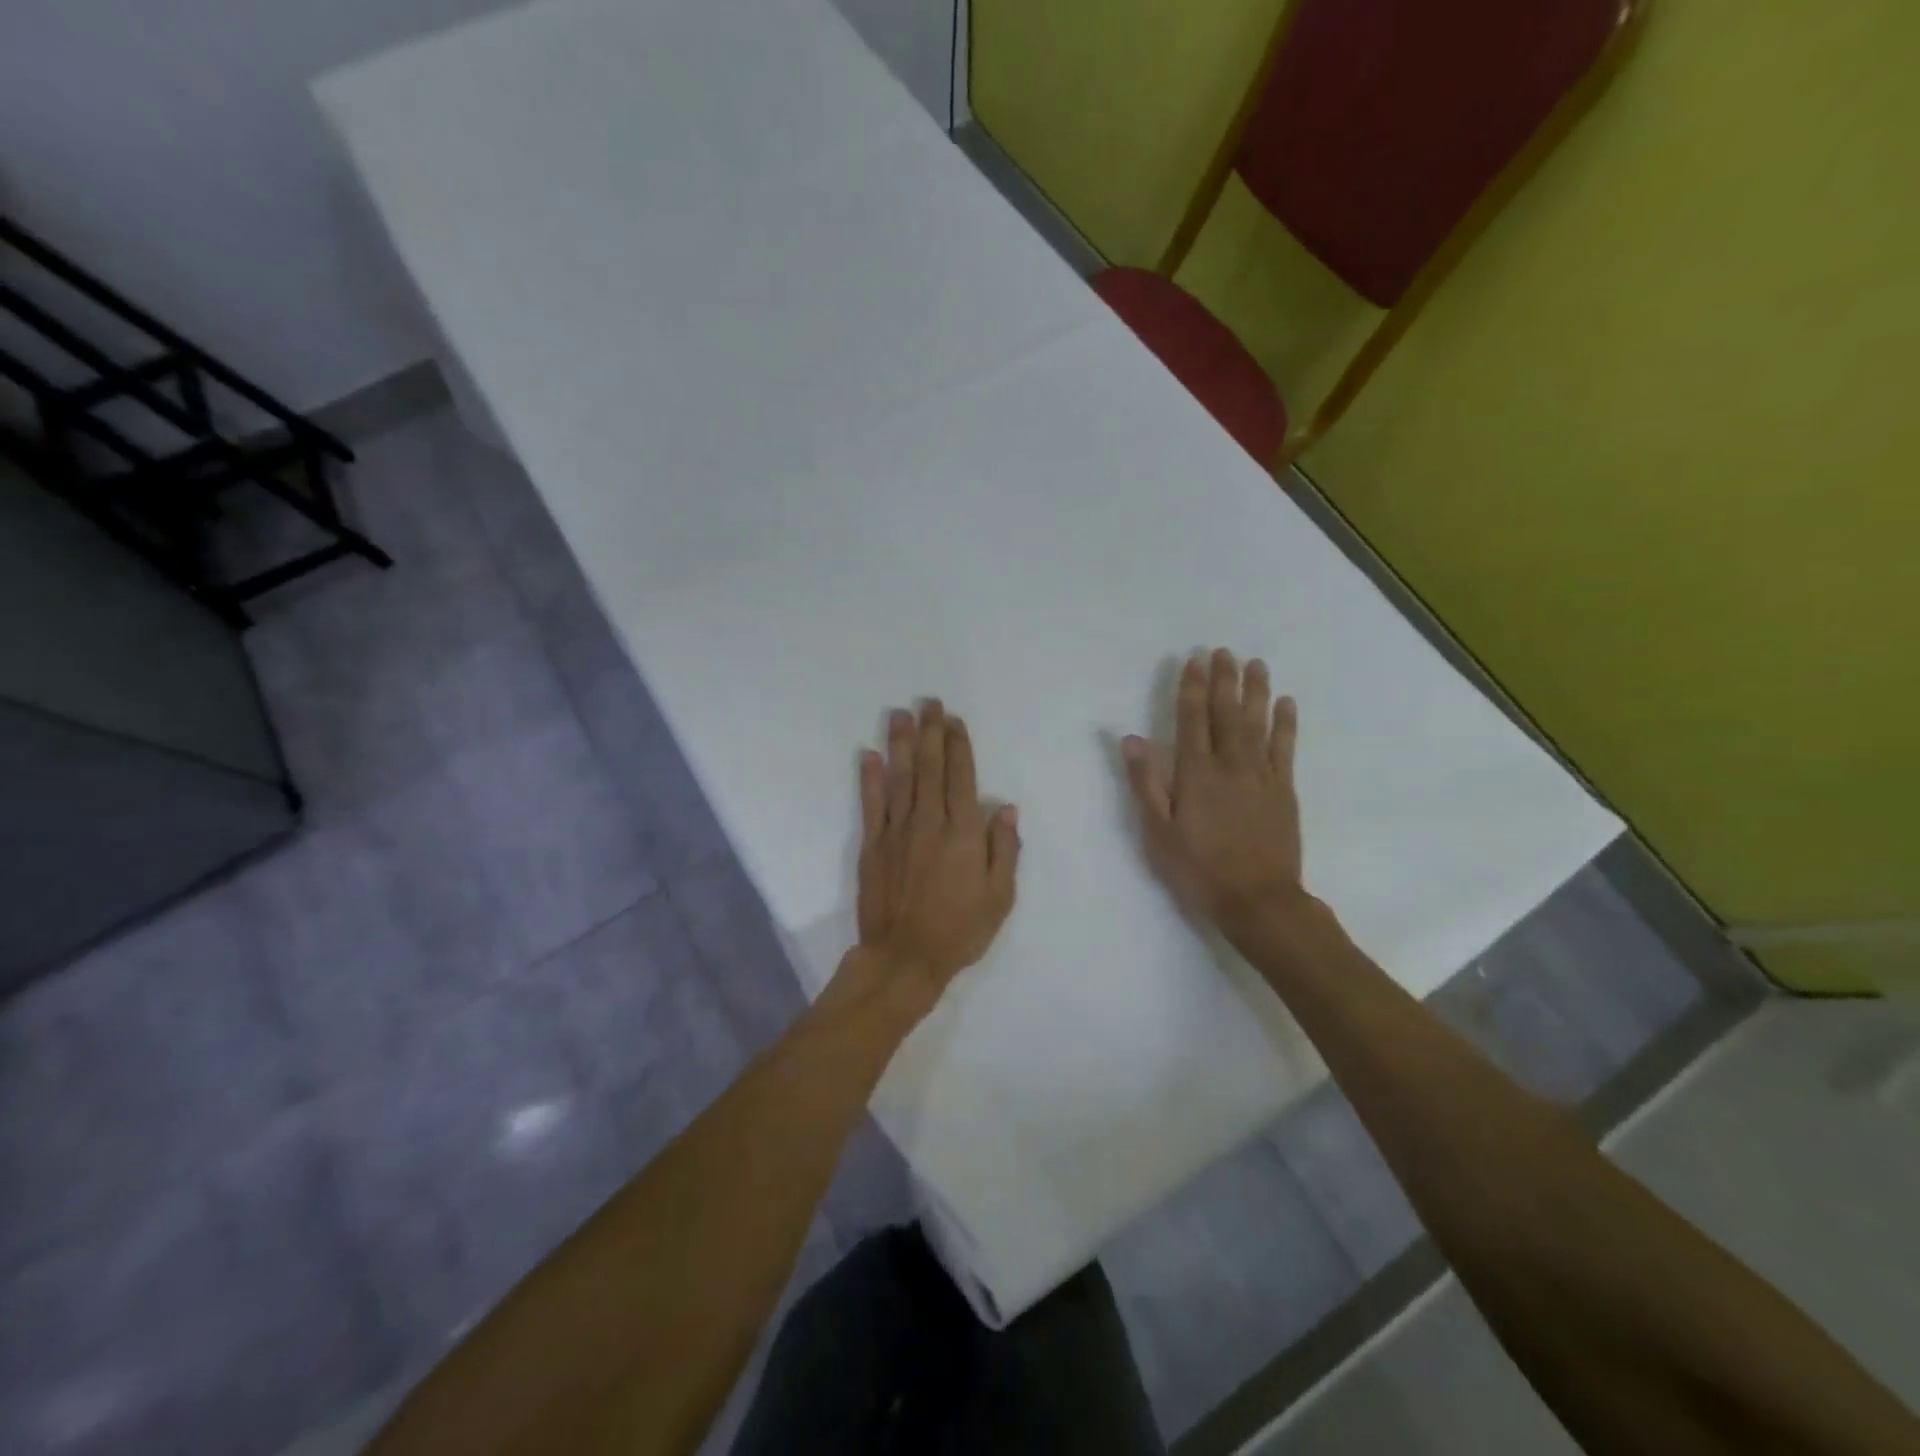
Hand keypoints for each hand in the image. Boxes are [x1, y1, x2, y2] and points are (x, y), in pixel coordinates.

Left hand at [855, 701, 1020, 994]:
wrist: (904, 958)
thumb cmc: (960, 931)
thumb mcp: (1000, 897)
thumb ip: (1004, 849)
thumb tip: (1006, 808)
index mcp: (963, 833)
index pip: (961, 777)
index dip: (958, 746)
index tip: (954, 721)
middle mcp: (929, 823)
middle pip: (929, 768)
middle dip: (930, 733)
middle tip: (929, 703)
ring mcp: (896, 832)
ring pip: (900, 778)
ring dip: (900, 743)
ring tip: (900, 714)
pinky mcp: (872, 846)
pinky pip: (871, 804)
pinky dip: (869, 778)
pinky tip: (868, 754)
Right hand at [1122, 649, 1304, 931]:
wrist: (1258, 900)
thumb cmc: (1198, 869)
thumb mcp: (1158, 832)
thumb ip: (1145, 783)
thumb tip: (1132, 739)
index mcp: (1195, 773)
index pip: (1192, 719)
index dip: (1192, 688)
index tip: (1194, 660)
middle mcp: (1230, 764)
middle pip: (1226, 713)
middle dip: (1224, 680)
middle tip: (1224, 651)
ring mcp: (1261, 775)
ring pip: (1258, 723)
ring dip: (1256, 691)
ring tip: (1256, 664)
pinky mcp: (1284, 790)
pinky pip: (1285, 748)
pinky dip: (1286, 723)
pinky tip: (1286, 703)